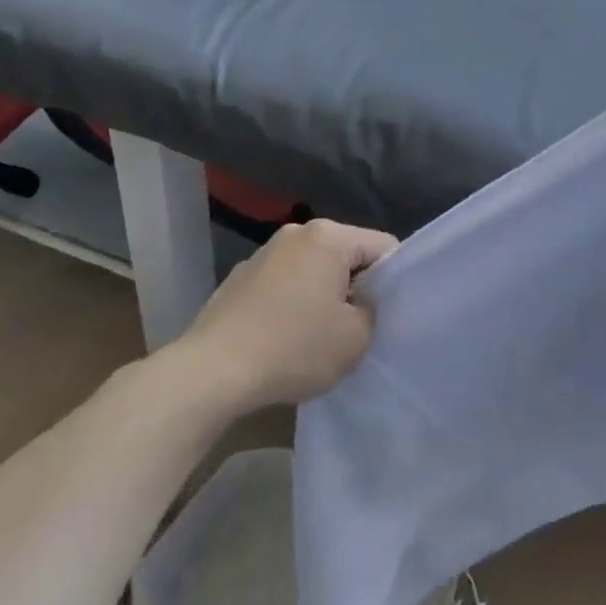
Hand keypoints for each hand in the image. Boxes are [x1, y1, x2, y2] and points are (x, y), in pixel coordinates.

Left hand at [180, 219, 397, 410]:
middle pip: (346, 255)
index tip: (387, 313)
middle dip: (356, 286)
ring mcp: (263, 254)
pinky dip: (292, 303)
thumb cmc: (294, 348)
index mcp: (329, 236)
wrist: (211, 371)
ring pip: (313, 269)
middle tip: (356, 327)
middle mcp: (296, 233)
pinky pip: (284, 284)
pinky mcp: (239, 278)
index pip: (383, 247)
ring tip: (318, 336)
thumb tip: (360, 301)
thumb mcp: (356, 338)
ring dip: (322, 295)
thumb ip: (372, 310)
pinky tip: (284, 338)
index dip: (394, 280)